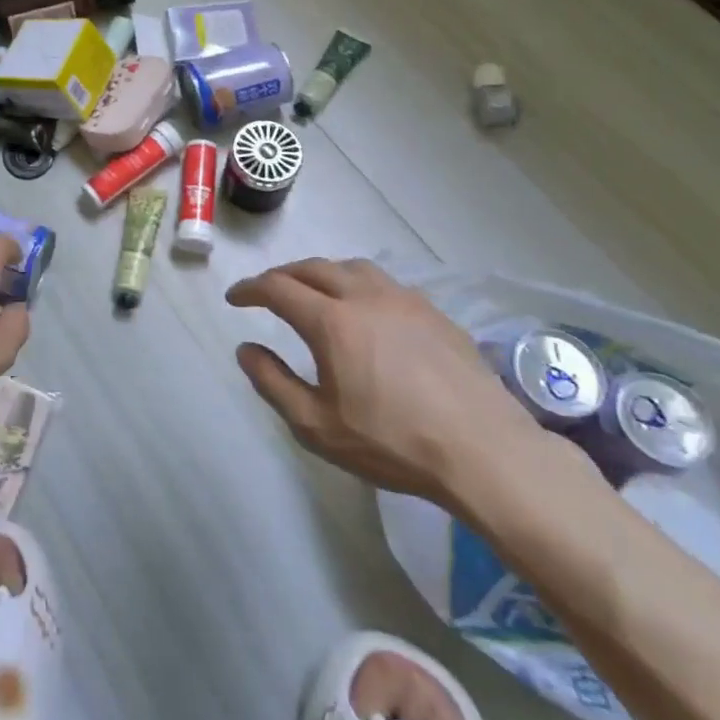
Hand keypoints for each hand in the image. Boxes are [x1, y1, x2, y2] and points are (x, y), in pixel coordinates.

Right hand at [228, 258, 536, 504]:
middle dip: (282, 275)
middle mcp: (364, 296)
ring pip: (352, 267)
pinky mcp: (434, 313)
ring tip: (315, 291)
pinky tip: (366, 310)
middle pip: (312, 267)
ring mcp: (404, 300)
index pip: (277, 288)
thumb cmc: (393, 442)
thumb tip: (246, 349)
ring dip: (322, 273)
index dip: (250, 289)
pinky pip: (385, 283)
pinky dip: (359, 284)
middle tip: (267, 291)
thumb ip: (272, 382)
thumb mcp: (316, 425)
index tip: (234, 298)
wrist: (485, 452)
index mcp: (331, 321)